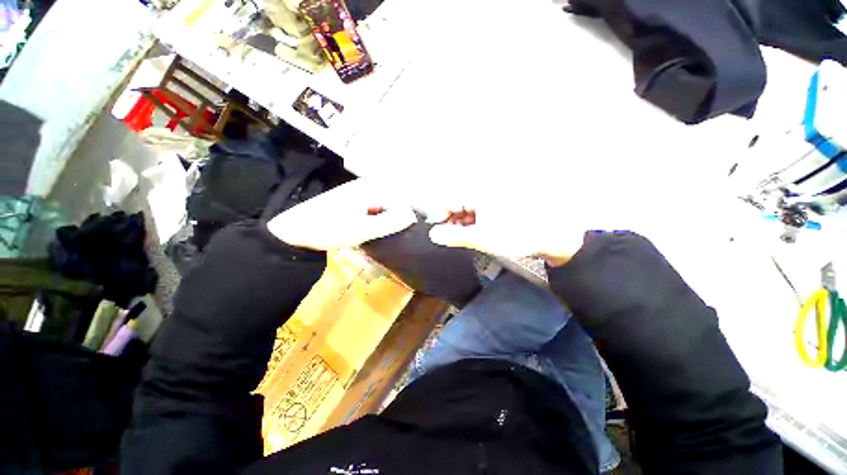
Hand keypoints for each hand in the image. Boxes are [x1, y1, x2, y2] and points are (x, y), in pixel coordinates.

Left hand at [267, 179, 416, 250]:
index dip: (404, 218)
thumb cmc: (330, 229)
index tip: (402, 235)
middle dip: (393, 219)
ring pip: (382, 206)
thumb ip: (390, 222)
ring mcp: (358, 191)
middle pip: (391, 202)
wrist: (295, 231)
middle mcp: (366, 185)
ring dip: (384, 220)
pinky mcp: (352, 199)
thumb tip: (412, 217)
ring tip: (378, 234)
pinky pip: (372, 208)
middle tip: (388, 236)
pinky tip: (368, 229)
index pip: (399, 201)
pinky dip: (374, 219)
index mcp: (370, 188)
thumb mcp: (363, 229)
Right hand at [427, 205, 584, 266]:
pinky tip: (474, 232)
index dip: (439, 215)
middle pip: (458, 203)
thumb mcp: (482, 238)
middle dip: (450, 220)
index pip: (450, 200)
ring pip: (468, 208)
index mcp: (480, 193)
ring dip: (461, 222)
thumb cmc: (516, 235)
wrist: (552, 236)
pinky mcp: (500, 205)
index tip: (434, 231)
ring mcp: (493, 198)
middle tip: (447, 237)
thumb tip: (433, 235)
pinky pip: (479, 211)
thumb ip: (455, 236)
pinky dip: (473, 222)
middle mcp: (485, 191)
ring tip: (461, 237)